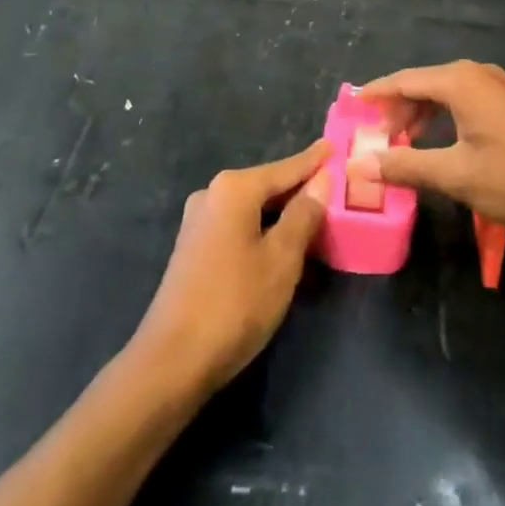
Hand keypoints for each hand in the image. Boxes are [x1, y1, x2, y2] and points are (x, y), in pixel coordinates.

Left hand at [133, 140, 330, 393]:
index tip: (332, 145)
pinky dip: (261, 227)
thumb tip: (320, 181)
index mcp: (235, 189)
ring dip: (280, 211)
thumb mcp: (281, 259)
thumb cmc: (235, 303)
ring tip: (312, 213)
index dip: (312, 161)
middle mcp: (212, 194)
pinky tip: (278, 241)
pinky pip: (237, 224)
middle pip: (266, 185)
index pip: (285, 168)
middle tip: (330, 185)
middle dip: (297, 187)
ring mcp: (198, 220)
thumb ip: (303, 215)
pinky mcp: (193, 247)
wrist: (172, 360)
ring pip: (251, 207)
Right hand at [357, 61, 504, 234]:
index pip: (404, 81)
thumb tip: (361, 167)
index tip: (352, 106)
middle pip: (425, 83)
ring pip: (447, 93)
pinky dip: (446, 118)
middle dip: (398, 108)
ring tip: (404, 141)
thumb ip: (406, 167)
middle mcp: (477, 74)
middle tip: (377, 135)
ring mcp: (500, 87)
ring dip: (423, 114)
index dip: (376, 94)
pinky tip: (444, 144)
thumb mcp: (456, 176)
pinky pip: (467, 101)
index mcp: (459, 82)